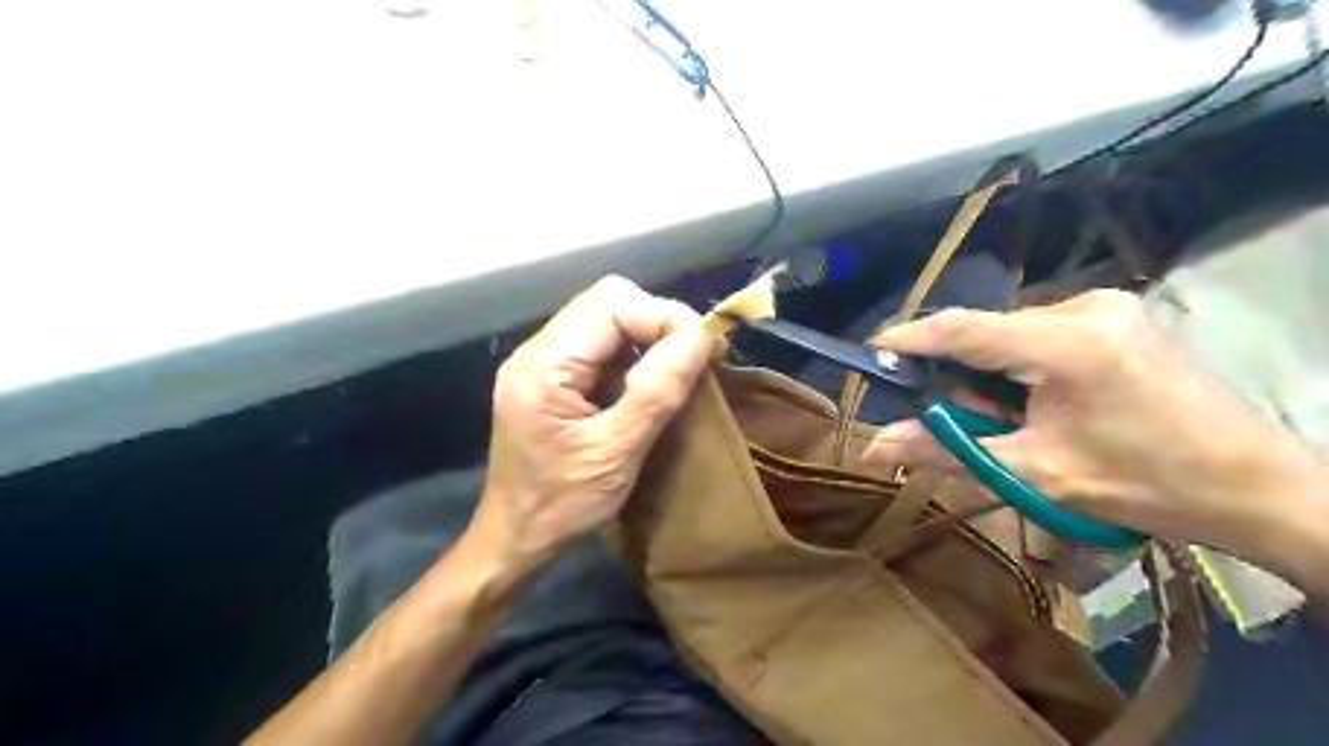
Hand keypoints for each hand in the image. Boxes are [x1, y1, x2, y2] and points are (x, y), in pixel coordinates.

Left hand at [468, 278, 717, 574]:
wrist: (516, 538)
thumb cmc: (561, 505)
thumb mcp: (616, 453)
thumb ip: (657, 392)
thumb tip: (699, 337)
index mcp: (544, 365)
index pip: (610, 303)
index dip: (662, 316)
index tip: (701, 351)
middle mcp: (537, 351)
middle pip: (607, 303)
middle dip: (657, 324)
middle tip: (691, 361)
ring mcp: (543, 362)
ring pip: (607, 320)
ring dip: (647, 339)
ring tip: (675, 374)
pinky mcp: (553, 377)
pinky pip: (600, 346)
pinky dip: (633, 356)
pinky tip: (648, 385)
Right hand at [862, 287, 1328, 565]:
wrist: (1252, 486)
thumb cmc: (1143, 485)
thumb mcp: (1032, 473)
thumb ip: (946, 452)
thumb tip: (873, 448)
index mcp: (1069, 343)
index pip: (964, 328)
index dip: (909, 338)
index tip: (867, 353)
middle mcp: (1085, 307)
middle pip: (986, 332)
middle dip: (960, 375)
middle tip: (962, 421)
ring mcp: (1105, 305)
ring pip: (1009, 333)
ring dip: (990, 374)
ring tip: (1012, 421)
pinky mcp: (1114, 315)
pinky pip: (1037, 332)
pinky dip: (1018, 366)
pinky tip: (1039, 403)